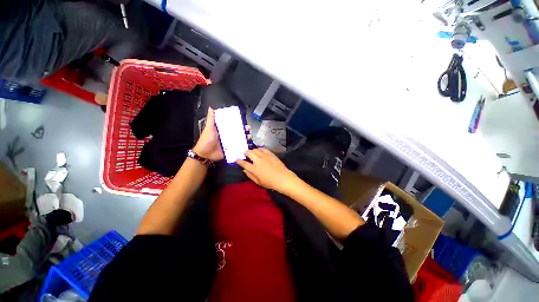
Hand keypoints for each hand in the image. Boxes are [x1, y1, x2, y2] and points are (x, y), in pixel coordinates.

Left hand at [193, 107, 251, 161]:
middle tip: (248, 128)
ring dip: (245, 137)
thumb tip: (211, 108)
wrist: (205, 154)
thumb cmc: (206, 140)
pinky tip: (247, 144)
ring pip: (239, 139)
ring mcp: (230, 143)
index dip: (238, 123)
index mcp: (222, 130)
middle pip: (237, 132)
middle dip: (244, 130)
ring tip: (249, 136)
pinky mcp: (231, 150)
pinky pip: (238, 147)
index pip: (232, 125)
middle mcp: (227, 136)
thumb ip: (211, 119)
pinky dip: (243, 146)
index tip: (243, 120)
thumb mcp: (209, 128)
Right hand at [236, 148, 297, 192]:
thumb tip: (244, 170)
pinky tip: (260, 151)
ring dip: (253, 150)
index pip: (244, 163)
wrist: (283, 178)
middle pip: (249, 153)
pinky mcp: (271, 154)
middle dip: (245, 152)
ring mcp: (265, 156)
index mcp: (254, 169)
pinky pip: (263, 149)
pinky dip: (260, 149)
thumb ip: (250, 175)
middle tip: (245, 154)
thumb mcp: (258, 182)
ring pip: (256, 149)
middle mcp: (258, 161)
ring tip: (253, 152)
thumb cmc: (270, 183)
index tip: (237, 159)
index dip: (239, 161)